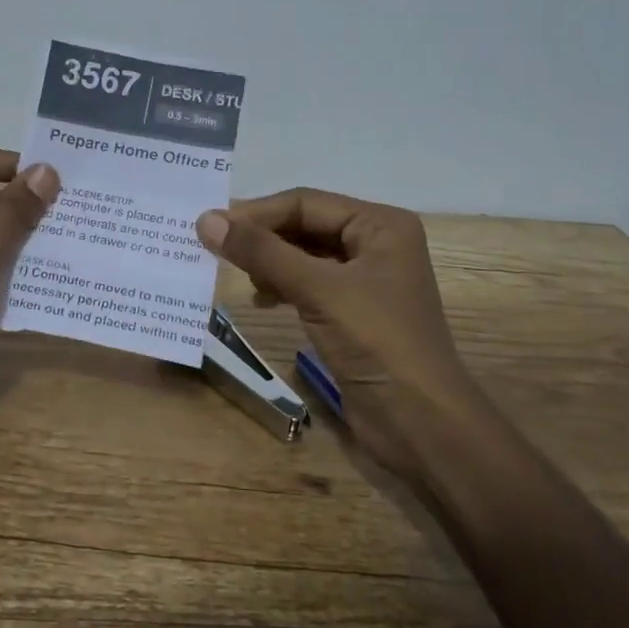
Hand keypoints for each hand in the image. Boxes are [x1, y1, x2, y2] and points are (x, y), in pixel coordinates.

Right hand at [197, 188, 484, 472]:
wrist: (422, 424)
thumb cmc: (378, 343)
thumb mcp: (319, 290)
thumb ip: (263, 253)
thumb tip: (206, 221)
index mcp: (380, 225)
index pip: (305, 203)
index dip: (256, 212)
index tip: (209, 225)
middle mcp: (375, 244)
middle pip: (304, 226)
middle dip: (261, 236)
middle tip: (212, 247)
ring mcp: (365, 280)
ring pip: (303, 255)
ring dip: (268, 261)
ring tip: (235, 274)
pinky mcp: (352, 313)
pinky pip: (308, 284)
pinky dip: (281, 286)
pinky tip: (261, 300)